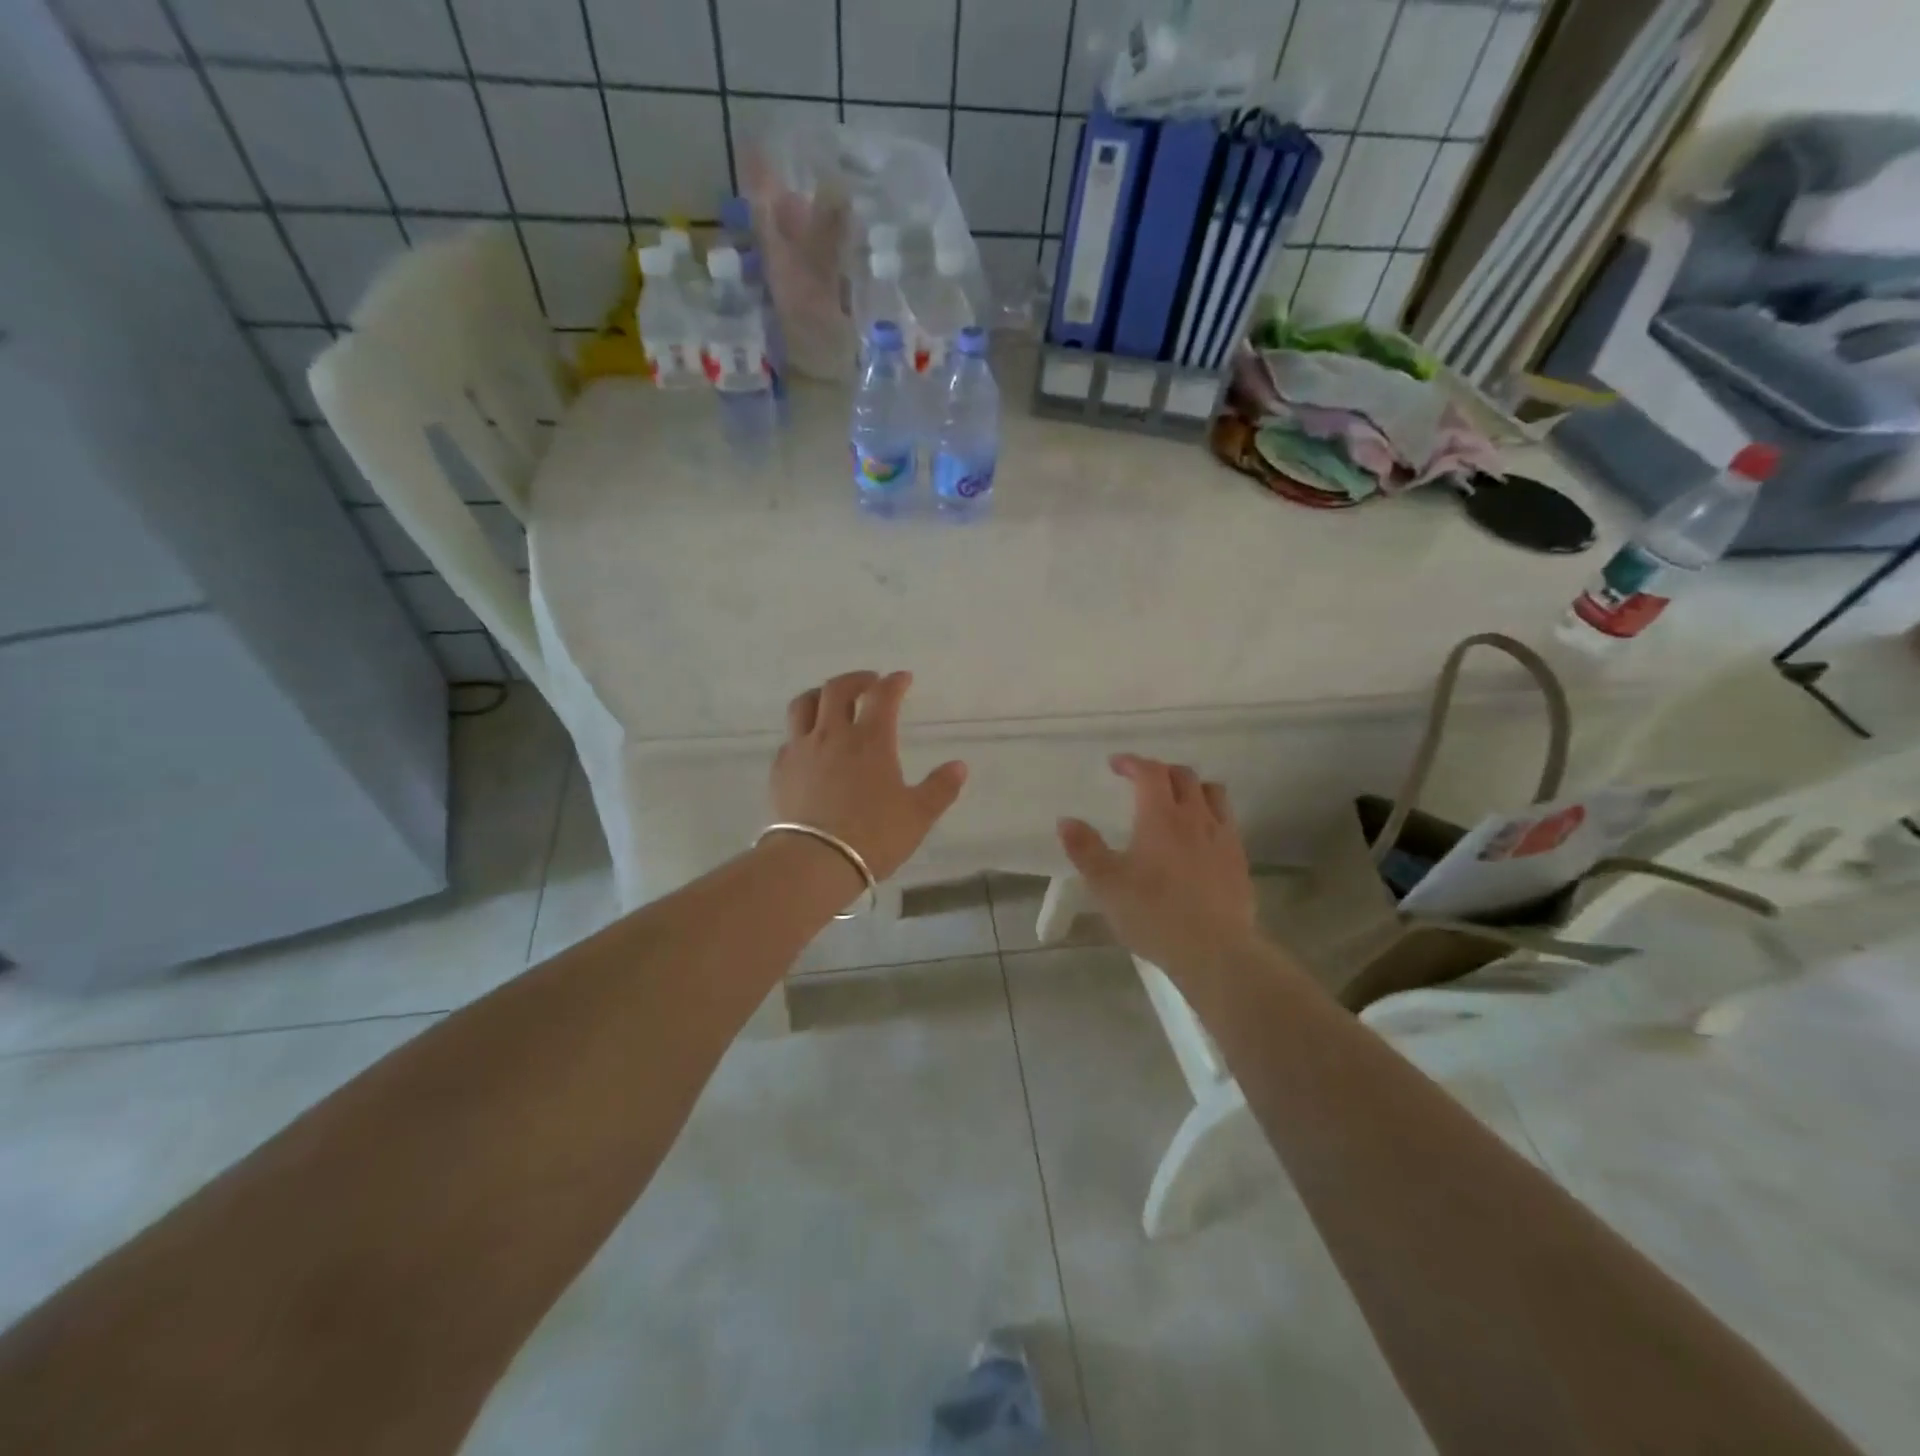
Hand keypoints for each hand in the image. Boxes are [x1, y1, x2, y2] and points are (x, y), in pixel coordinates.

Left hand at [770, 670, 967, 883]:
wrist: (814, 862)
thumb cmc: (873, 836)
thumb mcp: (918, 815)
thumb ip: (940, 788)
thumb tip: (959, 766)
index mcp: (870, 740)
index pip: (883, 696)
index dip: (894, 683)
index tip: (903, 679)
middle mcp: (833, 735)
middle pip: (837, 689)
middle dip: (856, 679)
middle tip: (869, 683)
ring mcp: (801, 750)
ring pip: (804, 705)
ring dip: (820, 695)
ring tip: (831, 701)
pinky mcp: (780, 770)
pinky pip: (789, 738)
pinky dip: (802, 732)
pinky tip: (810, 746)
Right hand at [1057, 755, 1259, 973]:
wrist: (1214, 950)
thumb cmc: (1153, 914)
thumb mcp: (1106, 884)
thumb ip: (1085, 849)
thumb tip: (1066, 821)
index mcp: (1160, 816)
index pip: (1150, 772)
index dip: (1132, 762)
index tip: (1116, 765)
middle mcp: (1195, 817)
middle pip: (1183, 776)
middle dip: (1160, 771)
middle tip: (1142, 782)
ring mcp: (1222, 836)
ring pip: (1212, 793)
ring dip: (1191, 787)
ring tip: (1176, 801)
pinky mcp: (1239, 859)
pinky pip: (1227, 820)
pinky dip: (1210, 814)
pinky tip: (1200, 836)